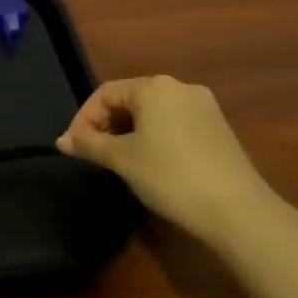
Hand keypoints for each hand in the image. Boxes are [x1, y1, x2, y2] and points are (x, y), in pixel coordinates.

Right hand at [57, 76, 283, 247]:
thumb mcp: (122, 159)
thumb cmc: (170, 175)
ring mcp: (204, 108)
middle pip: (130, 99)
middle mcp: (180, 88)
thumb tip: (61, 141)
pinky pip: (173, 124)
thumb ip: (89, 144)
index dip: (84, 118)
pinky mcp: (217, 129)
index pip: (106, 93)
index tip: (74, 147)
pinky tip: (149, 163)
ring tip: (116, 160)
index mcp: (155, 87)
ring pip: (152, 113)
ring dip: (128, 132)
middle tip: (92, 153)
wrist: (237, 210)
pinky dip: (153, 137)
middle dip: (106, 124)